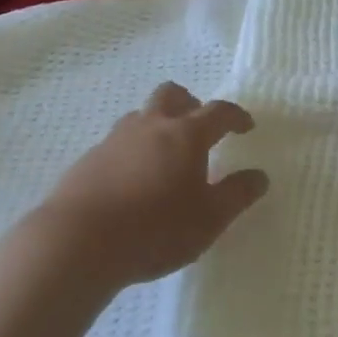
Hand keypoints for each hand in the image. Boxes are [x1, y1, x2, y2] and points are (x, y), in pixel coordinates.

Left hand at [29, 84, 268, 289]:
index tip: (246, 126)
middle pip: (172, 95)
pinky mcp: (89, 160)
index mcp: (186, 135)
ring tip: (164, 156)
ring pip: (141, 116)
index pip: (218, 112)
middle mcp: (151, 126)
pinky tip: (131, 180)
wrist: (78, 242)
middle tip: (199, 127)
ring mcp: (115, 139)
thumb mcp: (209, 219)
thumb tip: (259, 176)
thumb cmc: (155, 228)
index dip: (235, 116)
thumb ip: (236, 195)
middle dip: (190, 103)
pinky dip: (132, 151)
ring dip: (157, 125)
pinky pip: (117, 143)